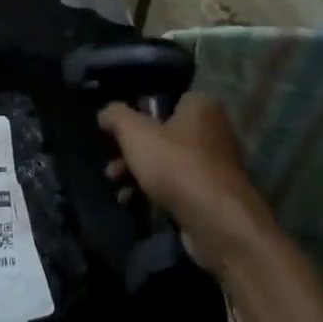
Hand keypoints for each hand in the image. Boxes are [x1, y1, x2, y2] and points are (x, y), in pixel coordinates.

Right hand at [99, 93, 276, 275]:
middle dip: (133, 151)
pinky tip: (133, 202)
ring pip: (168, 162)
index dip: (139, 114)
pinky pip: (178, 187)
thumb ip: (116, 116)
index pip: (167, 100)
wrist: (217, 221)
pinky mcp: (213, 195)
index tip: (118, 132)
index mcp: (201, 106)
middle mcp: (214, 131)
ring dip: (138, 173)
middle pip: (163, 134)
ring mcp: (216, 165)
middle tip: (112, 165)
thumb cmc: (176, 165)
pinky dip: (155, 192)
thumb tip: (105, 113)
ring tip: (116, 185)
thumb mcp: (135, 133)